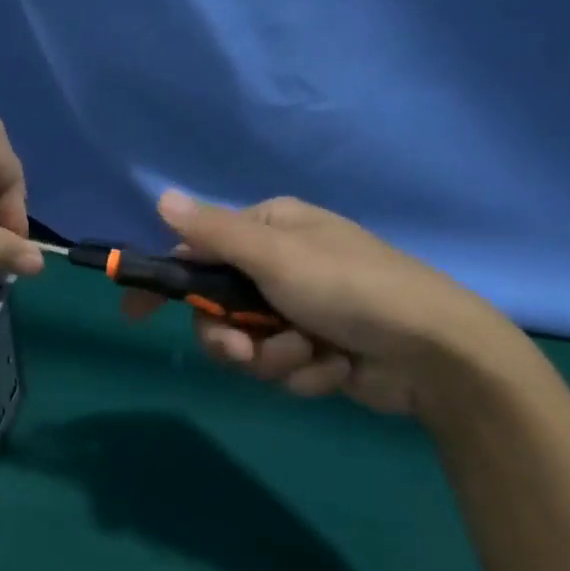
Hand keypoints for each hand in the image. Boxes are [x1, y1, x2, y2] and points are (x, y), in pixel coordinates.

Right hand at [133, 192, 525, 419]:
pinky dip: (304, 373)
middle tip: (247, 352)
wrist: (435, 353)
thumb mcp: (276, 256)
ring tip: (311, 356)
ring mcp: (299, 310)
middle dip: (232, 337)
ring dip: (273, 358)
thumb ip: (214, 233)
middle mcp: (280, 266)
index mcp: (270, 231)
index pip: (198, 252)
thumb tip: (161, 197)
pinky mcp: (316, 349)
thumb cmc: (351, 288)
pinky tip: (336, 367)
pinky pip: (280, 368)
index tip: (134, 314)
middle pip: (217, 309)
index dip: (166, 284)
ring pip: (246, 345)